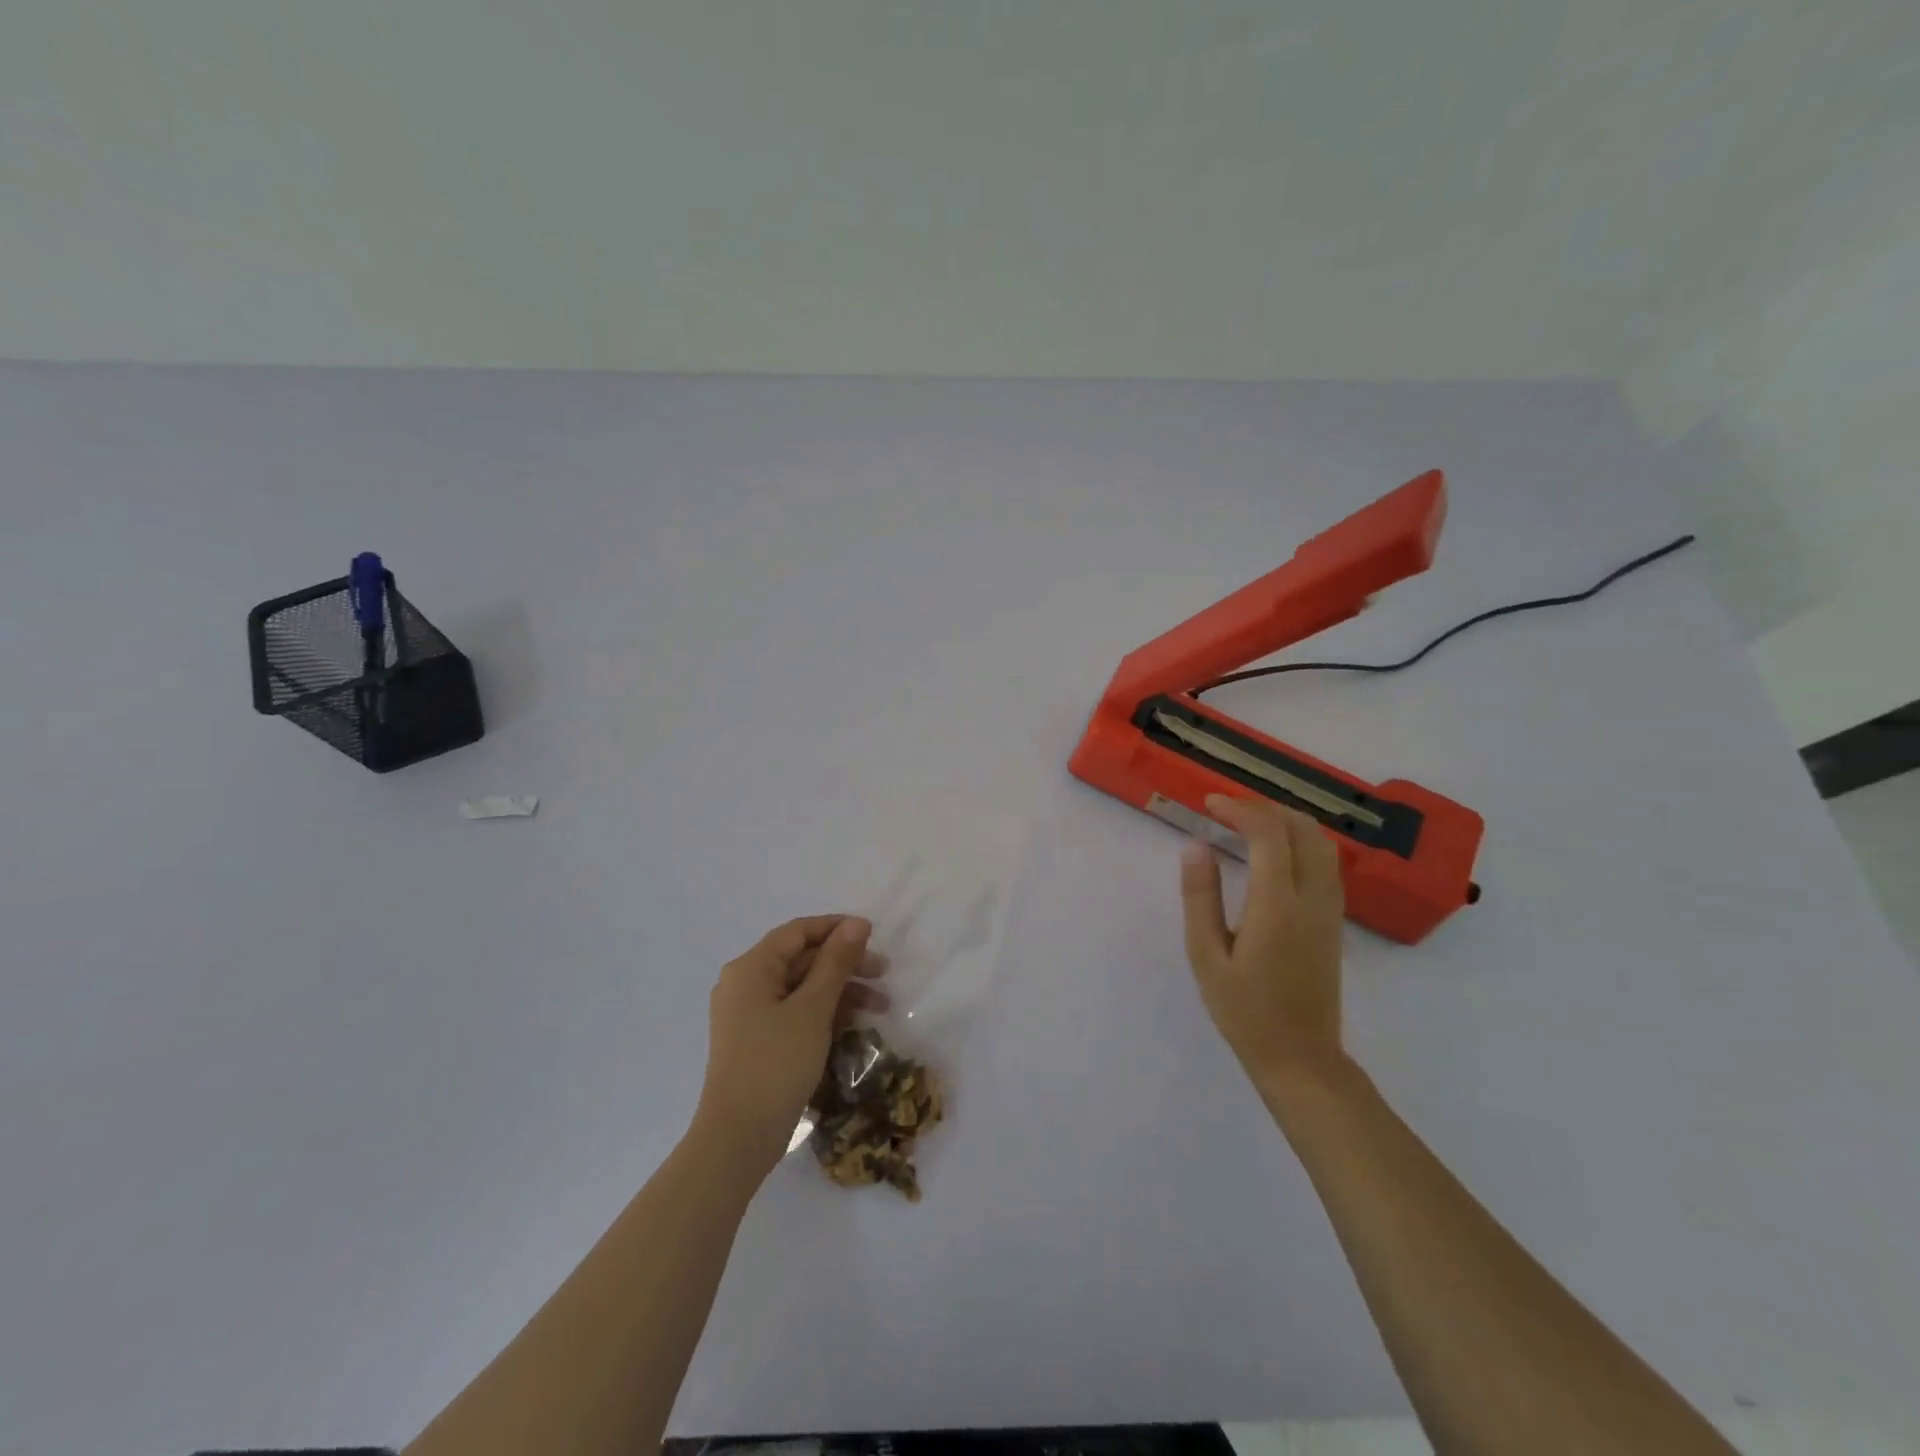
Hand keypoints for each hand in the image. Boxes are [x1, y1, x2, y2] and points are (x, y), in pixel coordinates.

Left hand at [693, 915, 888, 1173]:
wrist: (737, 1139)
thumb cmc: (776, 1064)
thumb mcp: (813, 1009)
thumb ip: (836, 962)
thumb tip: (857, 923)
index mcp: (751, 968)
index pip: (798, 931)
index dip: (837, 928)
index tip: (874, 935)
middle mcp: (744, 984)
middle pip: (801, 958)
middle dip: (844, 963)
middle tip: (884, 973)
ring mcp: (748, 1015)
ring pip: (801, 987)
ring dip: (840, 990)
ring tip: (880, 1006)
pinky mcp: (756, 1041)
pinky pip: (794, 1012)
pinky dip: (823, 1013)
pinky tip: (854, 1024)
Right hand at [1179, 794, 1345, 1089]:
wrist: (1300, 1057)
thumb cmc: (1244, 1009)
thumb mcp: (1206, 955)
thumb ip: (1201, 897)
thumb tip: (1196, 845)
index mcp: (1278, 906)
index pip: (1268, 835)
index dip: (1240, 809)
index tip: (1209, 803)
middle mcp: (1312, 899)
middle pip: (1302, 829)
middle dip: (1264, 808)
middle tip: (1226, 809)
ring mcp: (1330, 909)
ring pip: (1321, 842)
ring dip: (1286, 820)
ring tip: (1247, 822)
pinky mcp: (1334, 920)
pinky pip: (1325, 862)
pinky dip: (1300, 840)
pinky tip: (1273, 851)